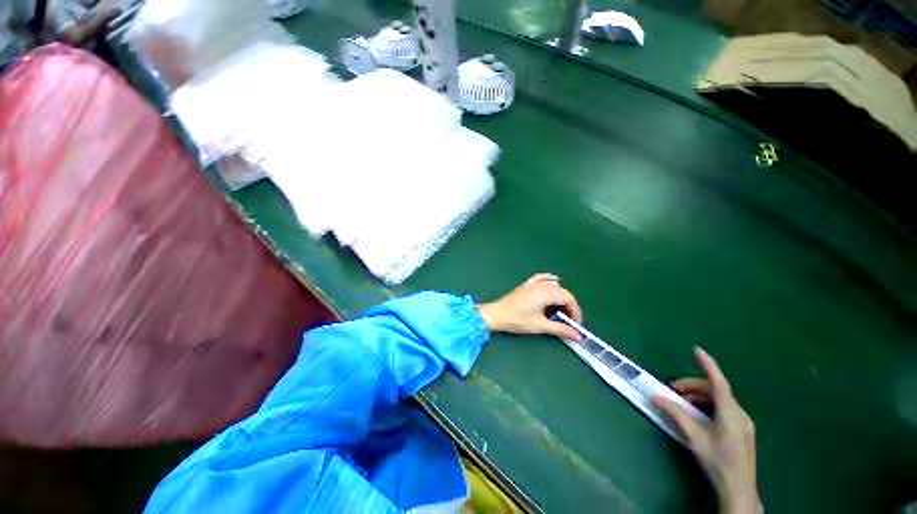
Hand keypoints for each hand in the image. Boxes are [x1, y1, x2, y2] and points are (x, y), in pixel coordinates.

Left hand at [478, 273, 582, 341]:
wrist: (497, 314)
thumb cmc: (517, 320)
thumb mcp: (540, 326)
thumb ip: (560, 329)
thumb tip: (577, 336)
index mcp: (546, 293)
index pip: (569, 298)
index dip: (575, 311)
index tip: (576, 323)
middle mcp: (541, 285)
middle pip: (563, 292)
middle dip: (569, 305)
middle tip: (569, 319)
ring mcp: (533, 283)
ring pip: (554, 285)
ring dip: (561, 295)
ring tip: (560, 309)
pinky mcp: (527, 284)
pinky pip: (542, 278)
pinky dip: (550, 280)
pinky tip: (554, 283)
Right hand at [655, 348, 759, 513]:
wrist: (739, 489)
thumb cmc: (717, 462)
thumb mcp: (694, 438)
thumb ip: (676, 414)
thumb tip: (656, 396)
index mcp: (730, 413)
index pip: (718, 382)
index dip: (708, 365)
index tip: (697, 350)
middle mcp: (739, 413)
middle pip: (716, 390)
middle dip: (694, 385)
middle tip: (673, 389)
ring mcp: (743, 422)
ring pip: (720, 399)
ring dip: (700, 395)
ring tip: (682, 402)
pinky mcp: (742, 429)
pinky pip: (724, 408)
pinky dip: (708, 405)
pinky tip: (697, 414)